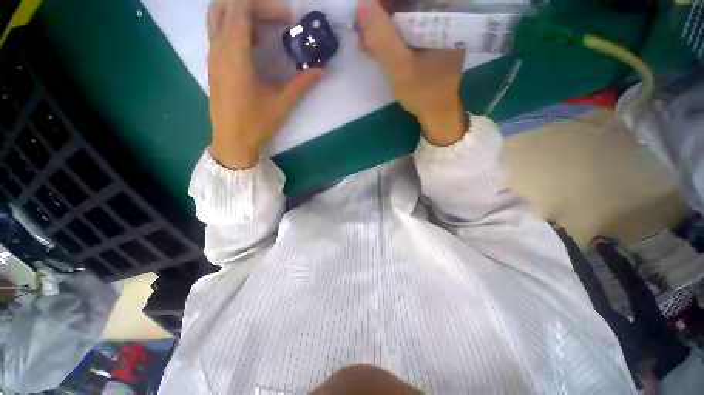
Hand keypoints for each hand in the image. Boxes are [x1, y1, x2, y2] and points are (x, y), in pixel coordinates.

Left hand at [207, 0, 323, 168]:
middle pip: (226, 5)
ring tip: (269, 28)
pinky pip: (220, 31)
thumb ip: (302, 84)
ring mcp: (213, 55)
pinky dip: (237, 27)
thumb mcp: (282, 104)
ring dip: (244, 14)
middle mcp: (218, 48)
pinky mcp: (214, 64)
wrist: (232, 142)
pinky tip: (257, 43)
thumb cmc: (256, 124)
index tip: (289, 18)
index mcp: (234, 55)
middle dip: (254, 5)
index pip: (241, 8)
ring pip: (220, 16)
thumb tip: (323, 71)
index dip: (266, 5)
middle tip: (278, 19)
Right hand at [356, 0, 467, 145]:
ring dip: (382, 26)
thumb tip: (362, 5)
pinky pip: (407, 27)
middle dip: (381, 14)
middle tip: (362, 31)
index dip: (385, 2)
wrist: (436, 112)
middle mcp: (446, 12)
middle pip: (408, 2)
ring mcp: (438, 25)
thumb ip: (383, 39)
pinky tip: (375, 47)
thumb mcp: (401, 68)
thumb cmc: (424, 93)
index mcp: (448, 12)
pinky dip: (390, 35)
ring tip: (365, 43)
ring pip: (405, 13)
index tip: (366, 13)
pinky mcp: (429, 37)